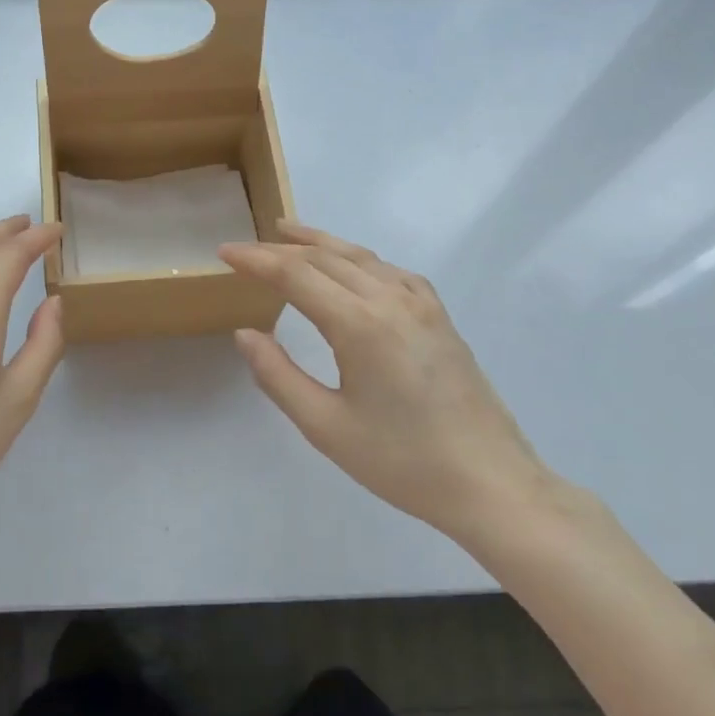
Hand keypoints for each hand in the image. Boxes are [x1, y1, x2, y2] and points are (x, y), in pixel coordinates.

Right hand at [218, 223, 551, 542]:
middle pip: (326, 258)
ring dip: (319, 243)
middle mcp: (391, 300)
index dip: (256, 259)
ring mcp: (421, 305)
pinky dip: (358, 258)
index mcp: (360, 324)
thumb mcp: (325, 427)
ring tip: (287, 233)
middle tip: (245, 248)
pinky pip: (391, 271)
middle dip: (280, 248)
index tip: (224, 251)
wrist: (490, 483)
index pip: (295, 274)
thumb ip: (278, 375)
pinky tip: (351, 265)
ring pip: (360, 256)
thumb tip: (245, 333)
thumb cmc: (402, 462)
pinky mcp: (440, 317)